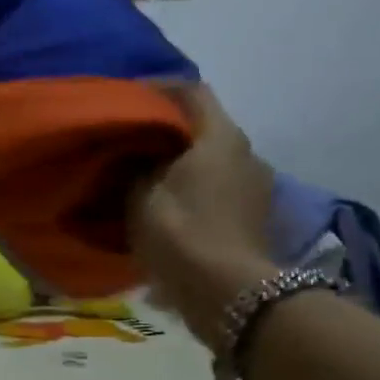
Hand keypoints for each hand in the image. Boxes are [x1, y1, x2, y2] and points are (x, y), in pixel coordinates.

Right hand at [126, 84, 276, 345]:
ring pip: (208, 158)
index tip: (126, 95)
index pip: (191, 92)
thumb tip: (131, 153)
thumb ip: (134, 164)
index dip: (158, 88)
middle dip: (165, 127)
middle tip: (127, 136)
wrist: (225, 292)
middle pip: (202, 126)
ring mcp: (254, 186)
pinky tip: (162, 200)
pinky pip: (213, 185)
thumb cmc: (180, 231)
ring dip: (176, 159)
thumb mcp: (140, 193)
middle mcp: (245, 153)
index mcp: (220, 137)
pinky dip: (187, 184)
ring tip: (140, 171)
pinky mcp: (250, 215)